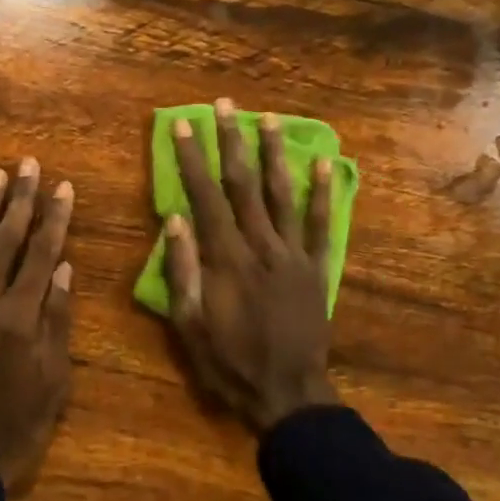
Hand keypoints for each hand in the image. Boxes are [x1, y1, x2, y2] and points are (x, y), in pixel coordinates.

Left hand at [0, 158, 73, 493]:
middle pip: (6, 242)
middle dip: (20, 201)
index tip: (63, 187)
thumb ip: (58, 320)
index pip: (42, 255)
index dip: (55, 219)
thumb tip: (65, 269)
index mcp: (20, 319)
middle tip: (27, 165)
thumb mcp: (55, 379)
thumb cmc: (19, 424)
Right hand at [163, 99, 340, 431]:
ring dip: (274, 154)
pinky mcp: (317, 269)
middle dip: (231, 142)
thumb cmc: (229, 364)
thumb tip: (175, 220)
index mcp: (226, 260)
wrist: (287, 394)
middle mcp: (261, 246)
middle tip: (224, 106)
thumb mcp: (189, 326)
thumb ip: (182, 271)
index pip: (205, 198)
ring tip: (269, 119)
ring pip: (282, 195)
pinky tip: (324, 164)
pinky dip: (323, 194)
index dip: (192, 160)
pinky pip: (321, 225)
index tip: (182, 127)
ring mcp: (294, 255)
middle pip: (243, 185)